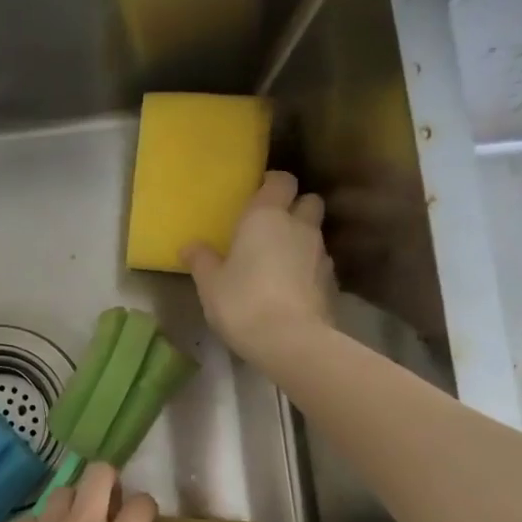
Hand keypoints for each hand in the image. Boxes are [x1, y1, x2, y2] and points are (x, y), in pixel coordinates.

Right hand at [183, 171, 333, 366]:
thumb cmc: (242, 302)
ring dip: (301, 240)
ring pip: (315, 233)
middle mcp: (299, 226)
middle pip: (309, 200)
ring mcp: (321, 253)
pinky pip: (319, 264)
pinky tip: (292, 287)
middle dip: (295, 207)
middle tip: (272, 225)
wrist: (291, 340)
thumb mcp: (210, 283)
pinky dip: (308, 269)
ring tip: (280, 260)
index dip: (272, 183)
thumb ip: (201, 260)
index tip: (258, 194)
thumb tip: (190, 246)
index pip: (281, 180)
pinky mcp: (332, 282)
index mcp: (266, 216)